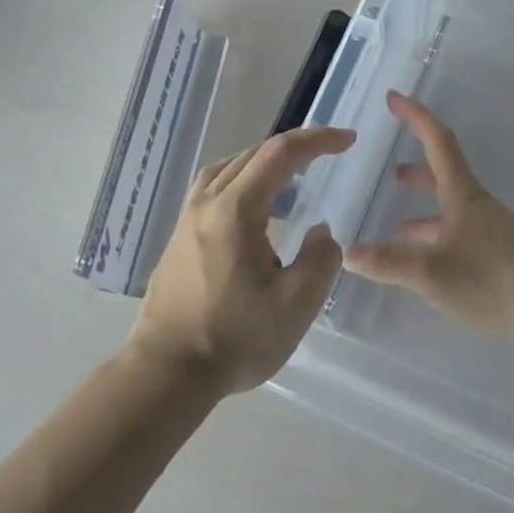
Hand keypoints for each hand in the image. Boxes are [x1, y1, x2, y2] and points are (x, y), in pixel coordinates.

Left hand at [128, 126, 353, 394]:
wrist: (165, 372)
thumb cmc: (234, 339)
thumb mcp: (295, 306)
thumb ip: (320, 260)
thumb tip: (320, 232)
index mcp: (235, 210)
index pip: (280, 155)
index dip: (317, 141)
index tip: (348, 140)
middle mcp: (207, 203)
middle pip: (253, 154)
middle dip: (295, 146)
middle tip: (330, 151)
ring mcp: (188, 218)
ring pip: (229, 167)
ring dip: (265, 160)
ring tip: (292, 172)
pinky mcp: (180, 236)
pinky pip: (215, 187)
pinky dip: (243, 178)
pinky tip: (255, 205)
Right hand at [345, 91, 513, 339]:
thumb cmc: (490, 279)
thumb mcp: (431, 271)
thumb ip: (389, 262)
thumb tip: (349, 253)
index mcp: (462, 195)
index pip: (437, 142)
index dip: (416, 117)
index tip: (394, 98)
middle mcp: (474, 205)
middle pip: (443, 171)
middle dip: (416, 164)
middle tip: (390, 167)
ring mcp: (486, 229)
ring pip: (448, 204)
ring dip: (424, 202)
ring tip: (396, 216)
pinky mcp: (492, 253)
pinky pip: (454, 230)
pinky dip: (432, 232)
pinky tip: (420, 252)